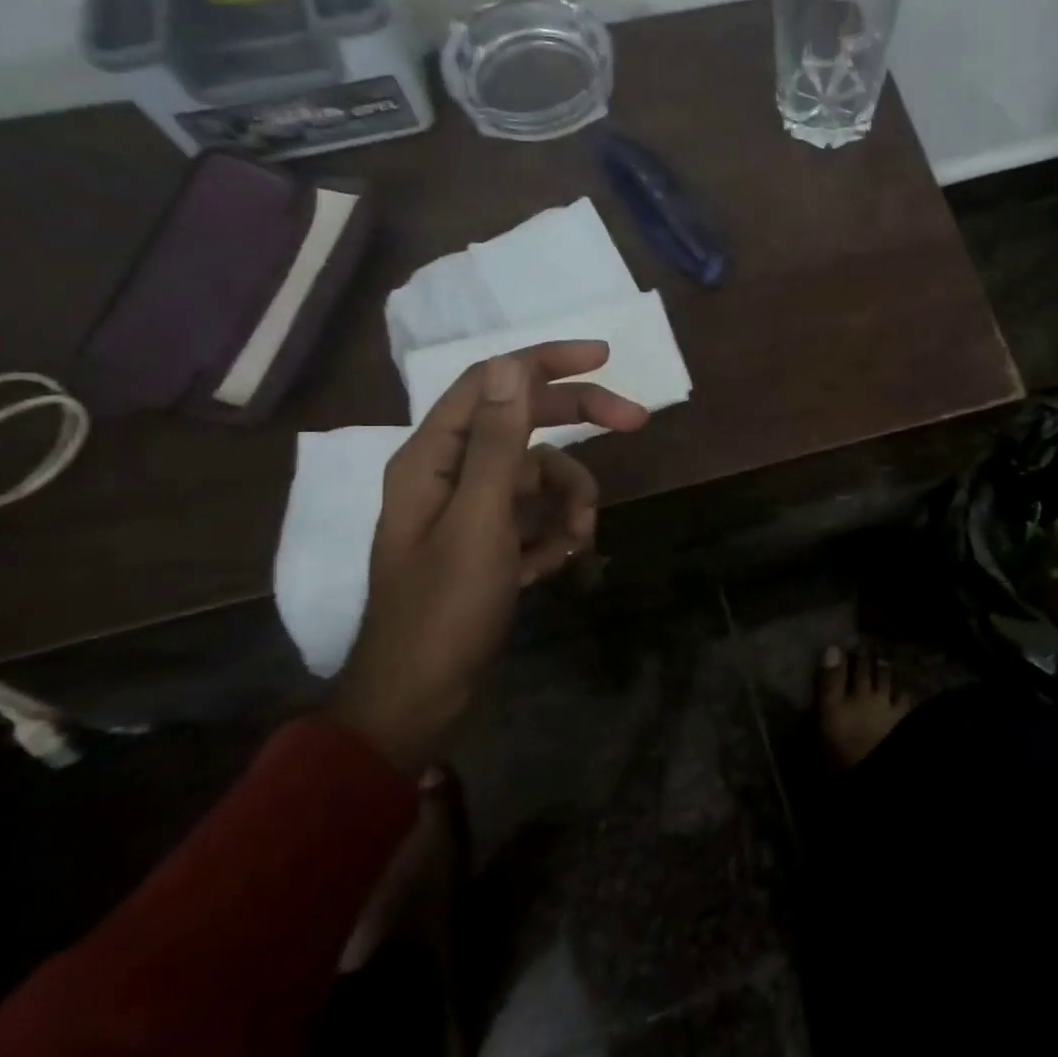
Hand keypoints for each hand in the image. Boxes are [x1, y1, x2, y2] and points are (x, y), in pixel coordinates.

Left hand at [330, 341, 647, 770]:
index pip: (492, 382)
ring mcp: (474, 510)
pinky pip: (538, 516)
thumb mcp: (479, 522)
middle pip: (526, 425)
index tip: (602, 357)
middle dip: (579, 428)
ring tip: (576, 541)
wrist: (421, 699)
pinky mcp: (492, 542)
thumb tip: (510, 365)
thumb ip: (498, 443)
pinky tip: (552, 567)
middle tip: (636, 422)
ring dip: (570, 501)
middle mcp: (452, 472)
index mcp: (434, 456)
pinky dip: (554, 534)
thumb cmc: (444, 609)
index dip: (546, 361)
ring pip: (542, 477)